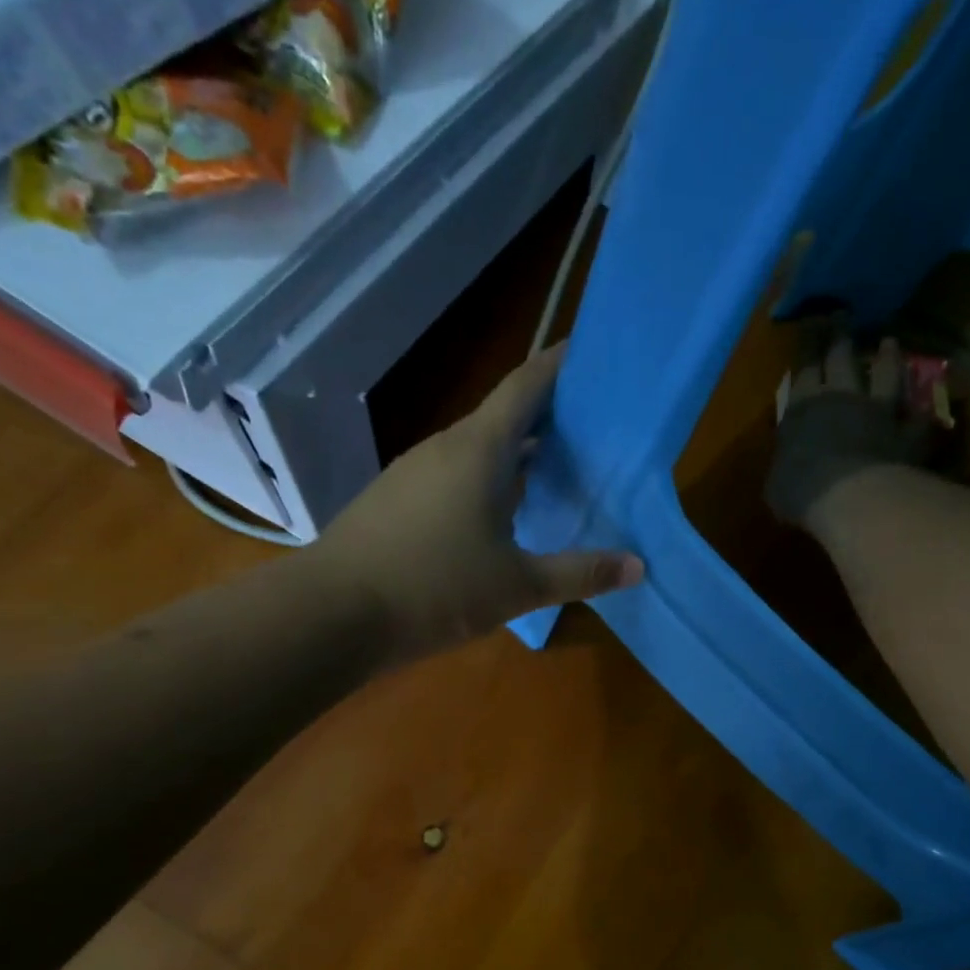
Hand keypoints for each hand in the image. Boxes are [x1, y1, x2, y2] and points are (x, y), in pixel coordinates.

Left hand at [318, 346, 644, 660]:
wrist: (331, 615)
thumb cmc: (433, 589)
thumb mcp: (517, 587)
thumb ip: (579, 573)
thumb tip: (637, 565)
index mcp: (478, 449)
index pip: (527, 386)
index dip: (561, 365)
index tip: (593, 355)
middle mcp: (445, 448)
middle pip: (504, 415)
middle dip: (549, 415)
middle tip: (595, 427)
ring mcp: (414, 473)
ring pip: (477, 448)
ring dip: (517, 451)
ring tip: (558, 468)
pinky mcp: (397, 500)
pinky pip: (454, 474)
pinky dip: (489, 479)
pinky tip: (504, 512)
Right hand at [767, 332, 932, 535]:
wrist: (850, 498)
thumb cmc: (800, 491)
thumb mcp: (777, 483)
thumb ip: (784, 466)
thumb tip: (785, 467)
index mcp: (803, 408)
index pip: (804, 368)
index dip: (807, 345)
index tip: (810, 324)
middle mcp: (842, 398)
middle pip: (842, 358)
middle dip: (840, 334)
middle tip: (842, 315)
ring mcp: (879, 412)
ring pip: (886, 375)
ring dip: (888, 358)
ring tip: (889, 342)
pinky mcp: (908, 433)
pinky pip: (919, 417)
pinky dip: (923, 410)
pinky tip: (928, 403)